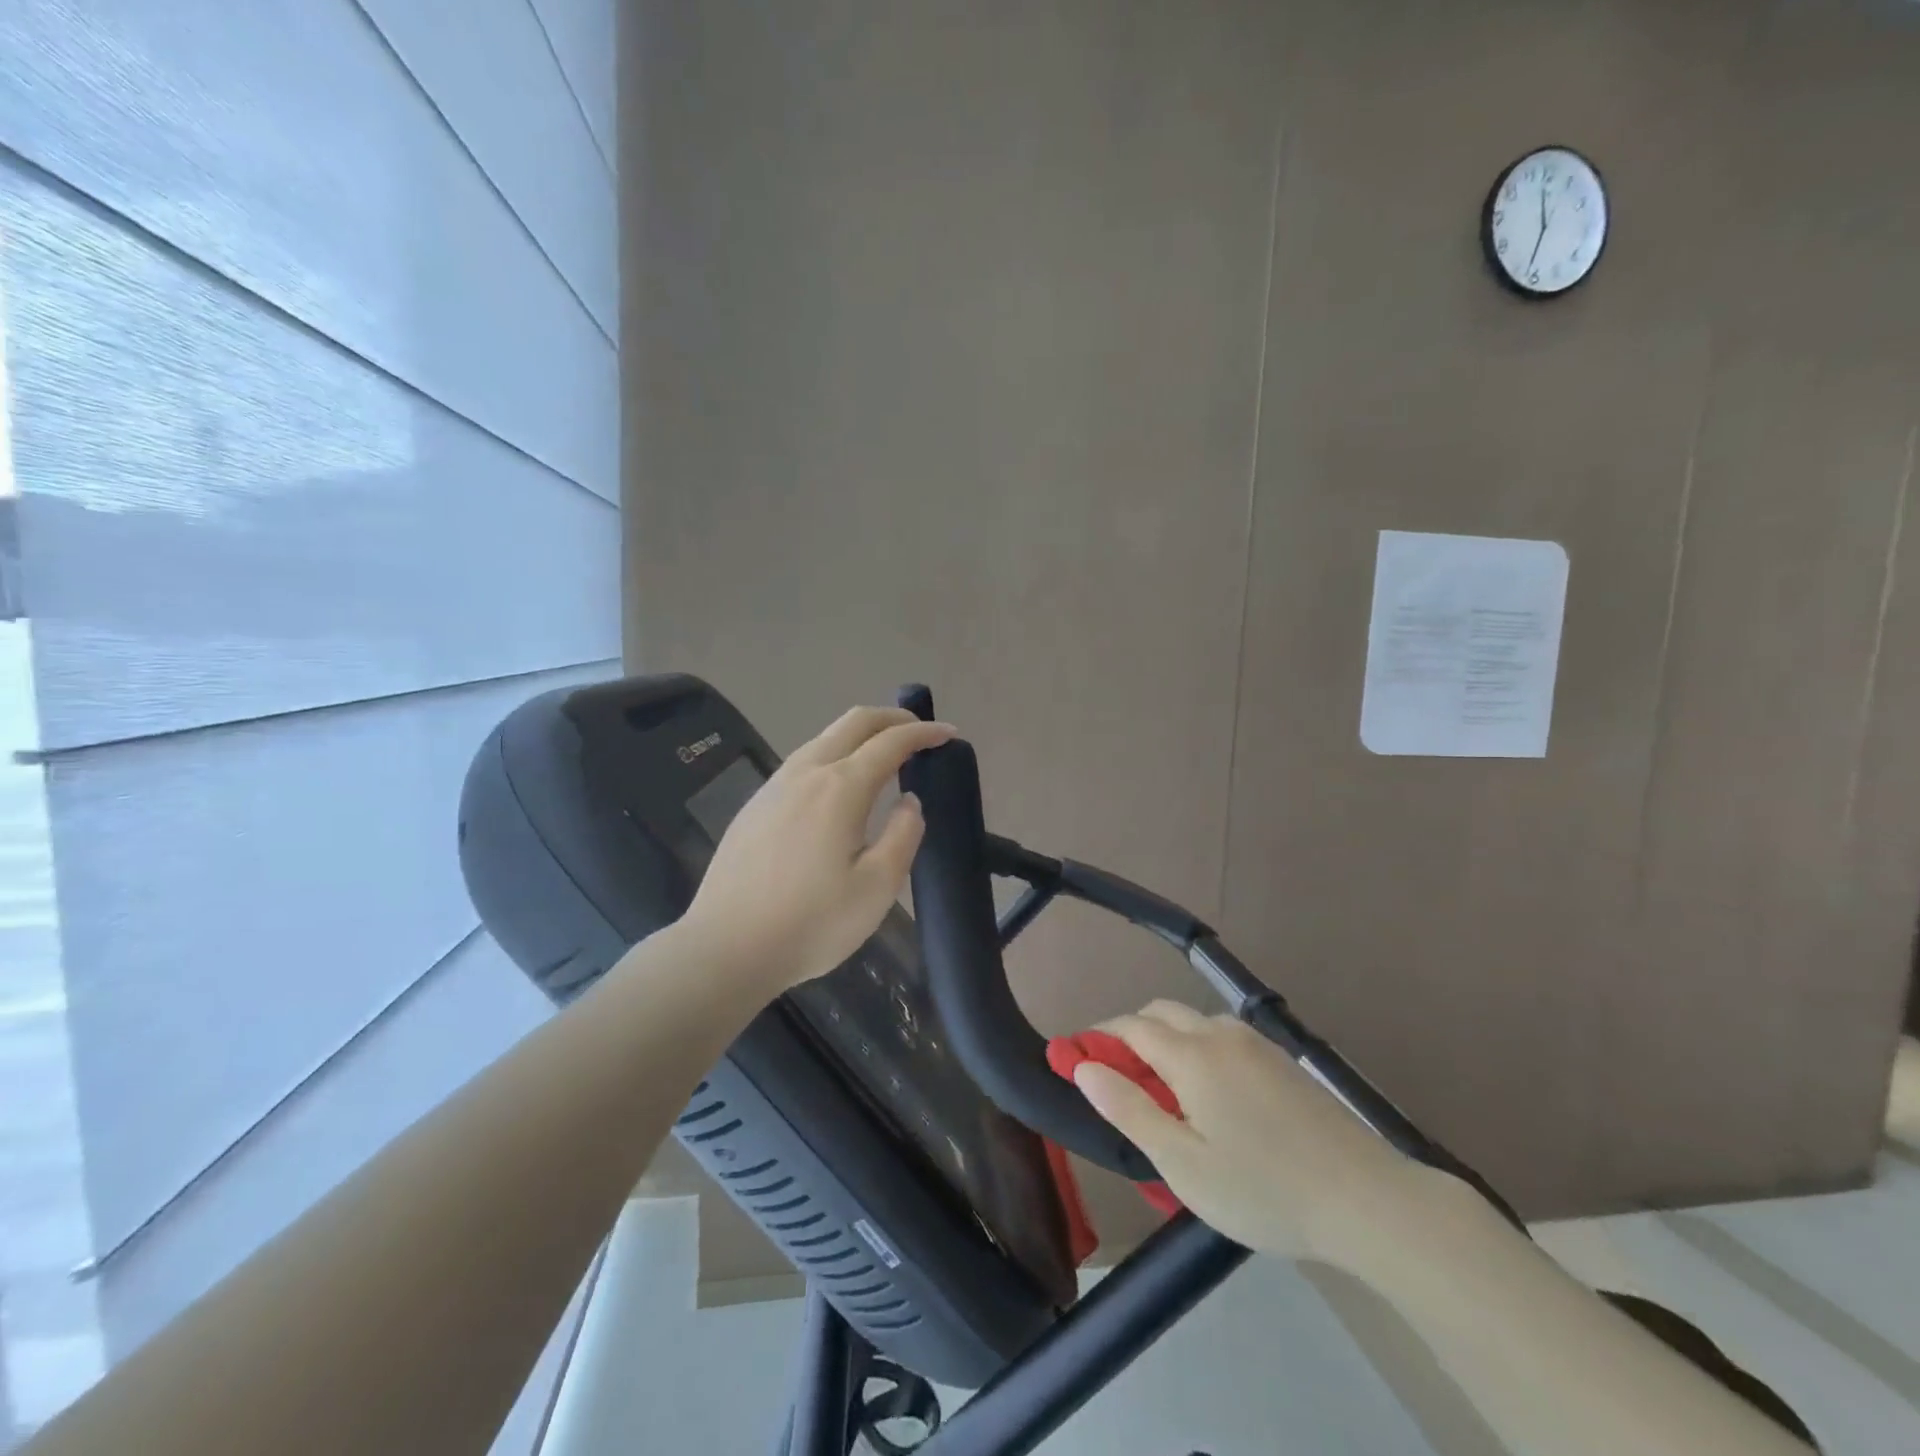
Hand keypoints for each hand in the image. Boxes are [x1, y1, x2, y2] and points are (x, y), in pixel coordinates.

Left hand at [679, 706, 954, 995]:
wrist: (725, 947)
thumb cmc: (811, 923)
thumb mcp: (876, 888)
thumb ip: (902, 835)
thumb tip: (908, 802)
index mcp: (840, 788)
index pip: (891, 743)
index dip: (924, 733)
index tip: (949, 735)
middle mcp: (806, 773)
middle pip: (854, 722)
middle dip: (892, 718)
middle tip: (920, 732)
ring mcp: (775, 786)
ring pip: (824, 738)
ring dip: (860, 735)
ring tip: (883, 756)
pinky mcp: (755, 805)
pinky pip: (803, 761)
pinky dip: (834, 754)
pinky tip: (837, 787)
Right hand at [1073, 1002, 1427, 1263]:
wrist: (1368, 1200)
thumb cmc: (1263, 1188)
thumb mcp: (1182, 1162)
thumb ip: (1128, 1109)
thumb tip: (1084, 1067)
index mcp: (1191, 1054)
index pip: (1130, 1026)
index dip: (1098, 1037)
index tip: (1076, 1057)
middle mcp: (1220, 1034)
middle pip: (1161, 1013)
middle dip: (1131, 1034)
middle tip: (1120, 1080)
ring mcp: (1257, 1045)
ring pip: (1195, 1023)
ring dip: (1168, 1041)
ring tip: (1166, 1094)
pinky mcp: (1283, 1062)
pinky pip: (1225, 1039)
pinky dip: (1200, 1050)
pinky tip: (1214, 1098)